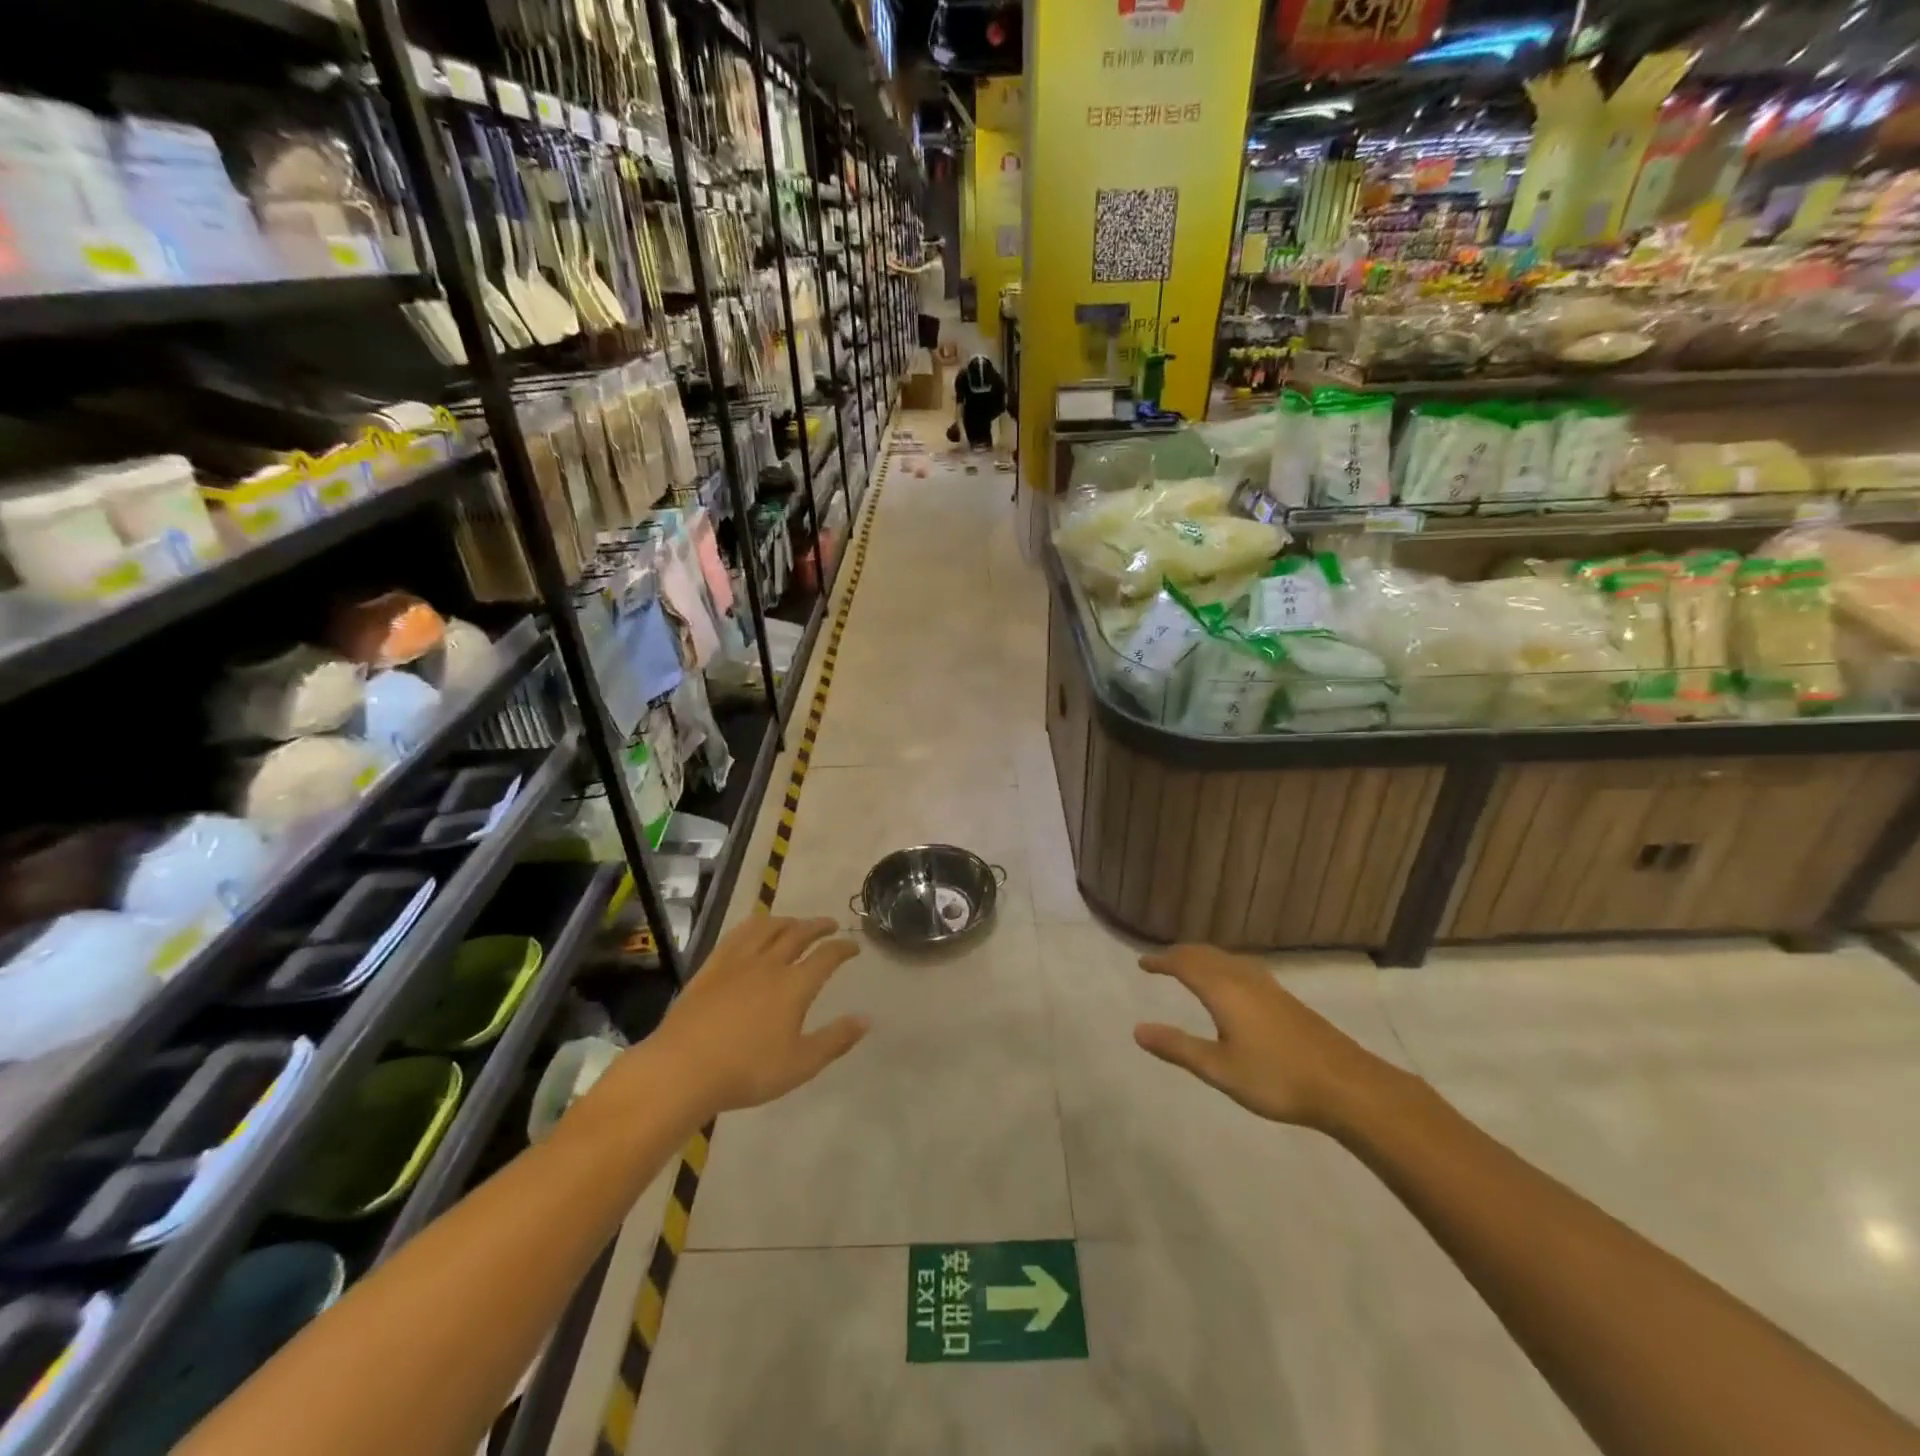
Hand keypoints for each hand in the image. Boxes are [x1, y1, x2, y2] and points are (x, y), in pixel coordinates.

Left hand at [653, 916, 868, 1116]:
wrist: (683, 1069)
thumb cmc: (746, 1071)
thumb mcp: (800, 1065)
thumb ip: (835, 1040)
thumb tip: (866, 1019)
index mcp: (795, 985)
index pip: (827, 956)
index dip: (843, 948)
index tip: (854, 946)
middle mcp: (770, 964)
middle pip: (798, 934)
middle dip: (818, 926)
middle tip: (830, 924)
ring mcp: (738, 961)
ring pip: (768, 928)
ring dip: (787, 920)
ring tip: (795, 922)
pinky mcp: (712, 966)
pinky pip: (737, 934)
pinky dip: (754, 926)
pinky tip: (754, 930)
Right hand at [1132, 945, 1392, 1131]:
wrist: (1346, 1085)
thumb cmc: (1276, 1078)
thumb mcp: (1219, 1069)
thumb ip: (1178, 1047)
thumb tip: (1137, 1030)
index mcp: (1223, 990)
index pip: (1184, 963)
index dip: (1161, 960)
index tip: (1142, 963)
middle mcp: (1243, 978)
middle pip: (1206, 955)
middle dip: (1180, 954)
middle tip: (1161, 960)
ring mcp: (1268, 986)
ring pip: (1227, 959)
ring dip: (1203, 958)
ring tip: (1189, 966)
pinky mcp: (1285, 999)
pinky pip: (1242, 968)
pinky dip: (1223, 966)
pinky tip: (1231, 984)